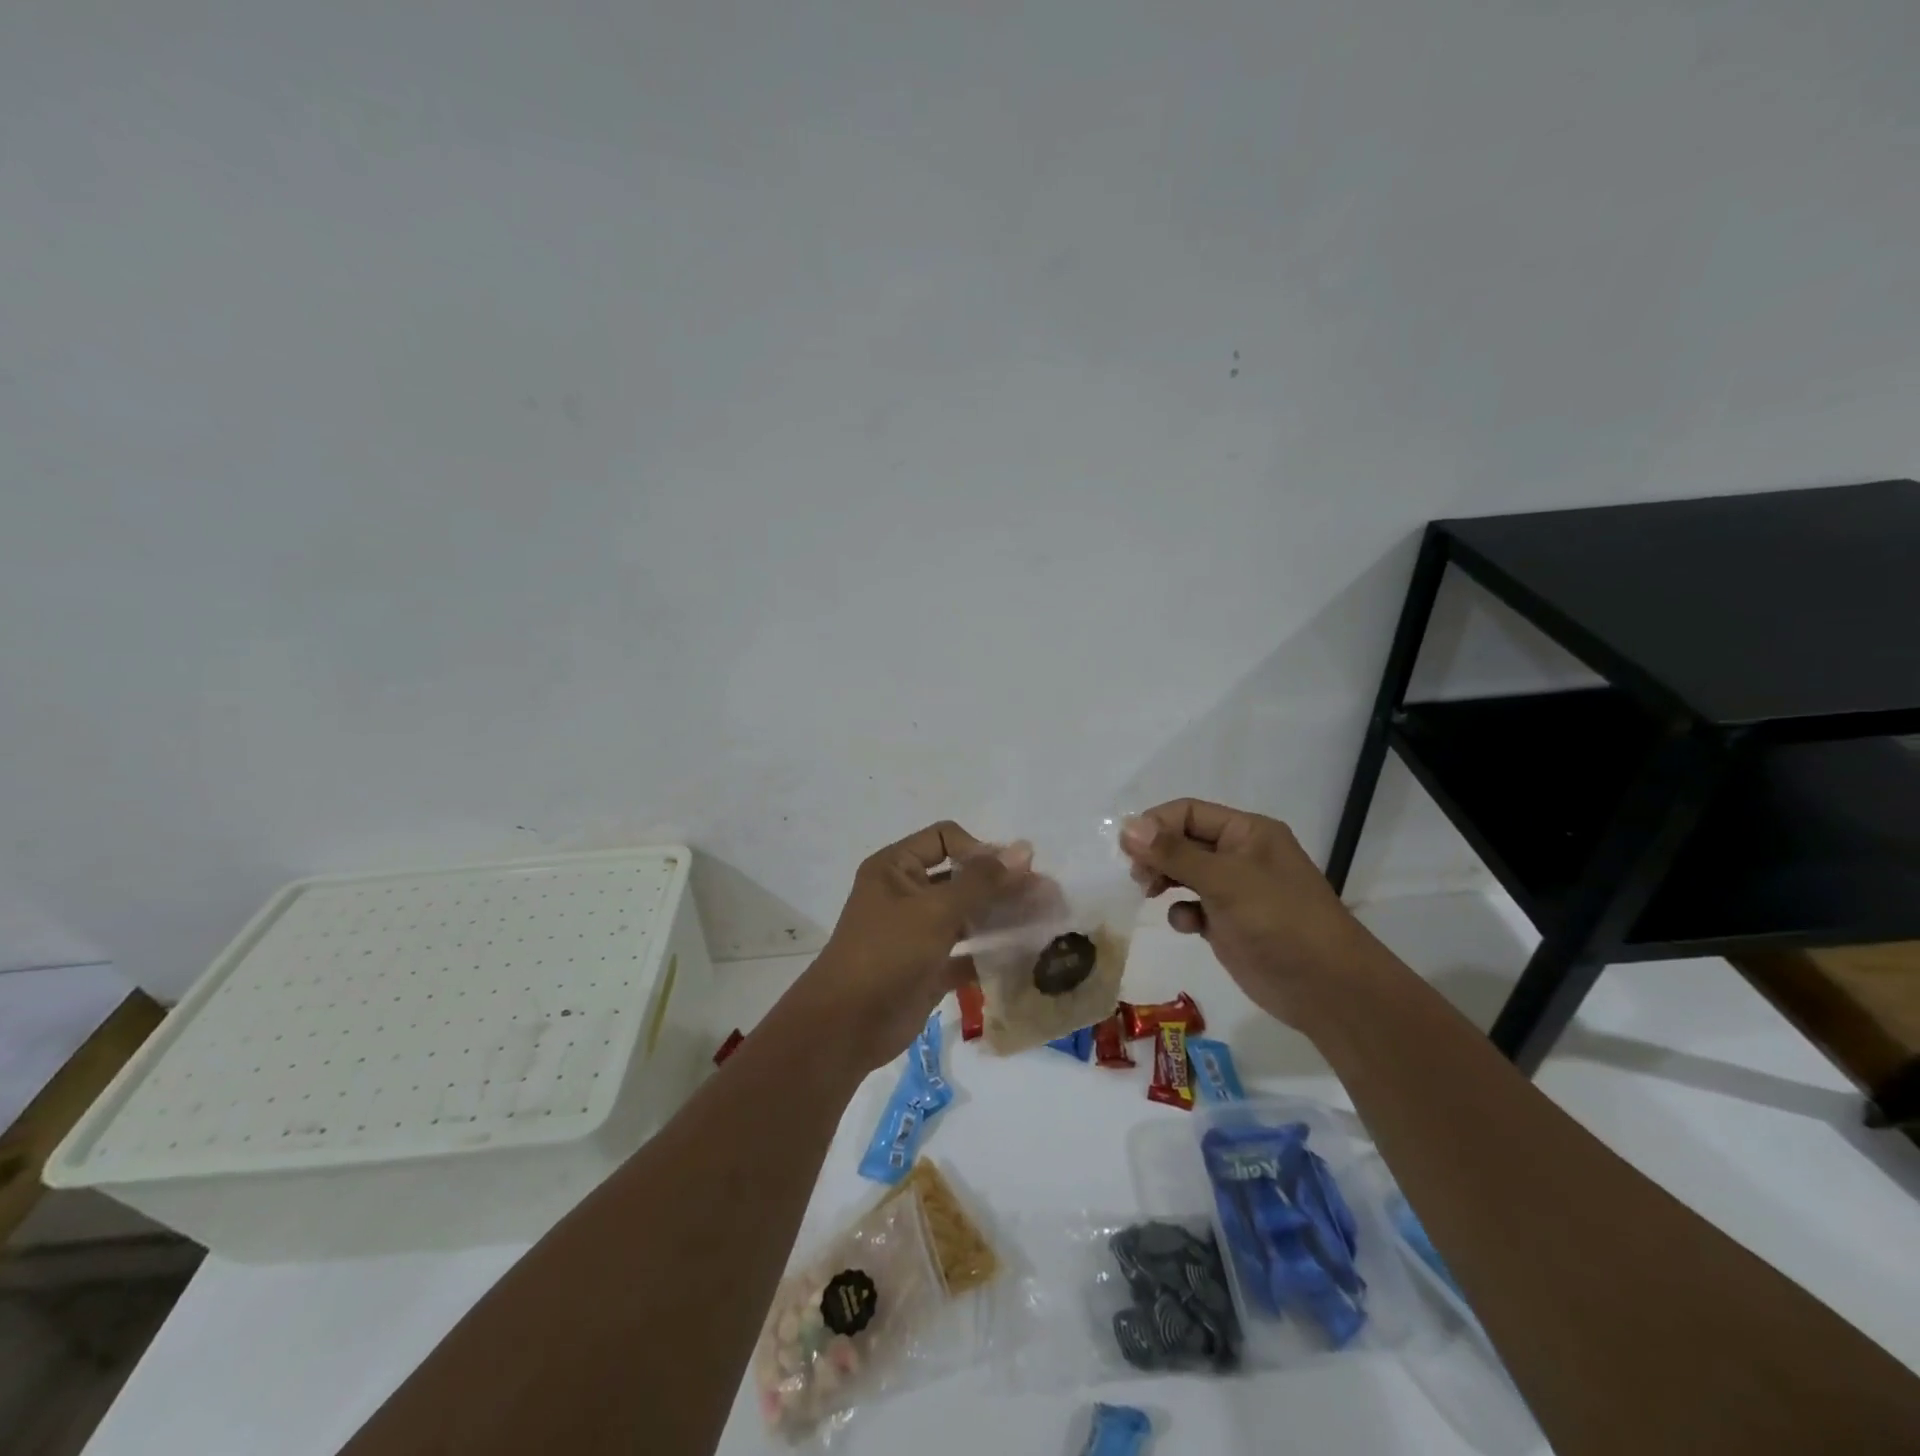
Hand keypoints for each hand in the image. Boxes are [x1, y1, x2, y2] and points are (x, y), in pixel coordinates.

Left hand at [794, 821, 1022, 1072]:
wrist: (847, 1026)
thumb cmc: (887, 953)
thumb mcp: (935, 910)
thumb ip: (982, 881)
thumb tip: (1024, 850)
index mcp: (896, 867)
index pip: (945, 839)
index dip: (979, 850)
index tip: (1012, 873)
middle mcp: (905, 894)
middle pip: (961, 878)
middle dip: (1002, 885)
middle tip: (1047, 895)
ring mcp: (916, 933)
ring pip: (966, 916)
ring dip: (1001, 918)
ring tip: (1043, 921)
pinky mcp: (927, 969)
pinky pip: (965, 953)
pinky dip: (990, 953)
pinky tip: (1024, 956)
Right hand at [1120, 799, 1374, 1024]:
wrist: (1326, 988)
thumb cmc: (1279, 920)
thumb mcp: (1224, 880)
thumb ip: (1174, 853)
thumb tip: (1127, 827)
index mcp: (1247, 832)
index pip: (1188, 812)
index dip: (1155, 825)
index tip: (1129, 849)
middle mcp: (1239, 855)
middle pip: (1182, 841)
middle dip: (1156, 854)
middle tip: (1138, 876)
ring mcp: (1234, 890)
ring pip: (1183, 873)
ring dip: (1163, 879)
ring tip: (1149, 893)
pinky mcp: (1228, 923)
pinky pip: (1192, 905)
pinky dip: (1181, 911)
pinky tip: (1187, 925)